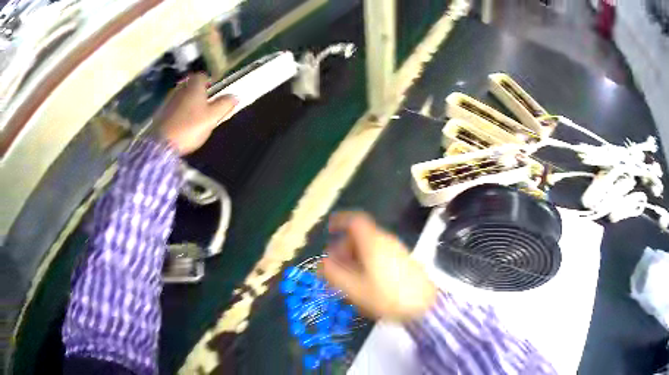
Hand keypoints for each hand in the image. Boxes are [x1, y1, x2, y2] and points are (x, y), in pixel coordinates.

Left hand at [154, 73, 237, 154]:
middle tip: (206, 102)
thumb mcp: (212, 117)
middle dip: (198, 91)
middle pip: (190, 85)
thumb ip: (224, 105)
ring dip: (188, 102)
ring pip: (181, 96)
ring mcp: (168, 101)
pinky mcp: (161, 114)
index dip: (209, 81)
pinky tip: (183, 122)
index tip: (213, 89)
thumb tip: (235, 96)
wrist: (162, 144)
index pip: (202, 76)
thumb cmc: (190, 127)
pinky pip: (174, 107)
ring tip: (195, 114)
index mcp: (194, 86)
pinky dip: (179, 111)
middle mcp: (180, 89)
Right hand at [320, 212, 435, 320]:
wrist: (424, 305)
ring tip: (348, 277)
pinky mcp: (404, 261)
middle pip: (361, 235)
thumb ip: (334, 274)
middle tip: (335, 265)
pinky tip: (366, 281)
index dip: (340, 221)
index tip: (329, 230)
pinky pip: (380, 254)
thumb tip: (322, 263)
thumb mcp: (354, 288)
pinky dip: (367, 261)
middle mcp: (386, 241)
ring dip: (355, 256)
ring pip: (370, 246)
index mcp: (372, 242)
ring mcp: (397, 250)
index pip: (355, 221)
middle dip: (344, 247)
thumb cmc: (386, 296)